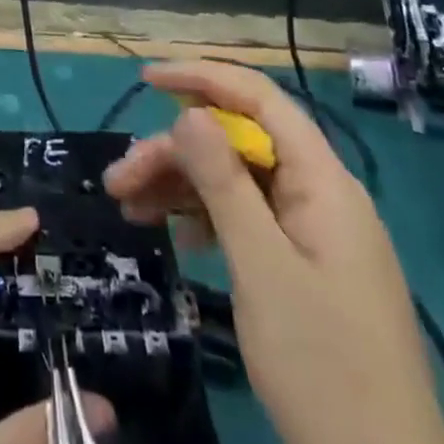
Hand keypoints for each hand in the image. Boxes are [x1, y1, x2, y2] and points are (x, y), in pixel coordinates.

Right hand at [103, 62, 443, 443]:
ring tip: (128, 208)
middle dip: (176, 152)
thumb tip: (190, 113)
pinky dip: (206, 220)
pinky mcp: (304, 268)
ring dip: (182, 187)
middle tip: (119, 180)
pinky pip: (247, 220)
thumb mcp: (262, 268)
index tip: (147, 79)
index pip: (259, 99)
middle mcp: (319, 194)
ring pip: (237, 182)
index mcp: (322, 181)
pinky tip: (175, 237)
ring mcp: (313, 233)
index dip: (203, 78)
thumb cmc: (323, 366)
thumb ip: (225, 183)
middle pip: (238, 143)